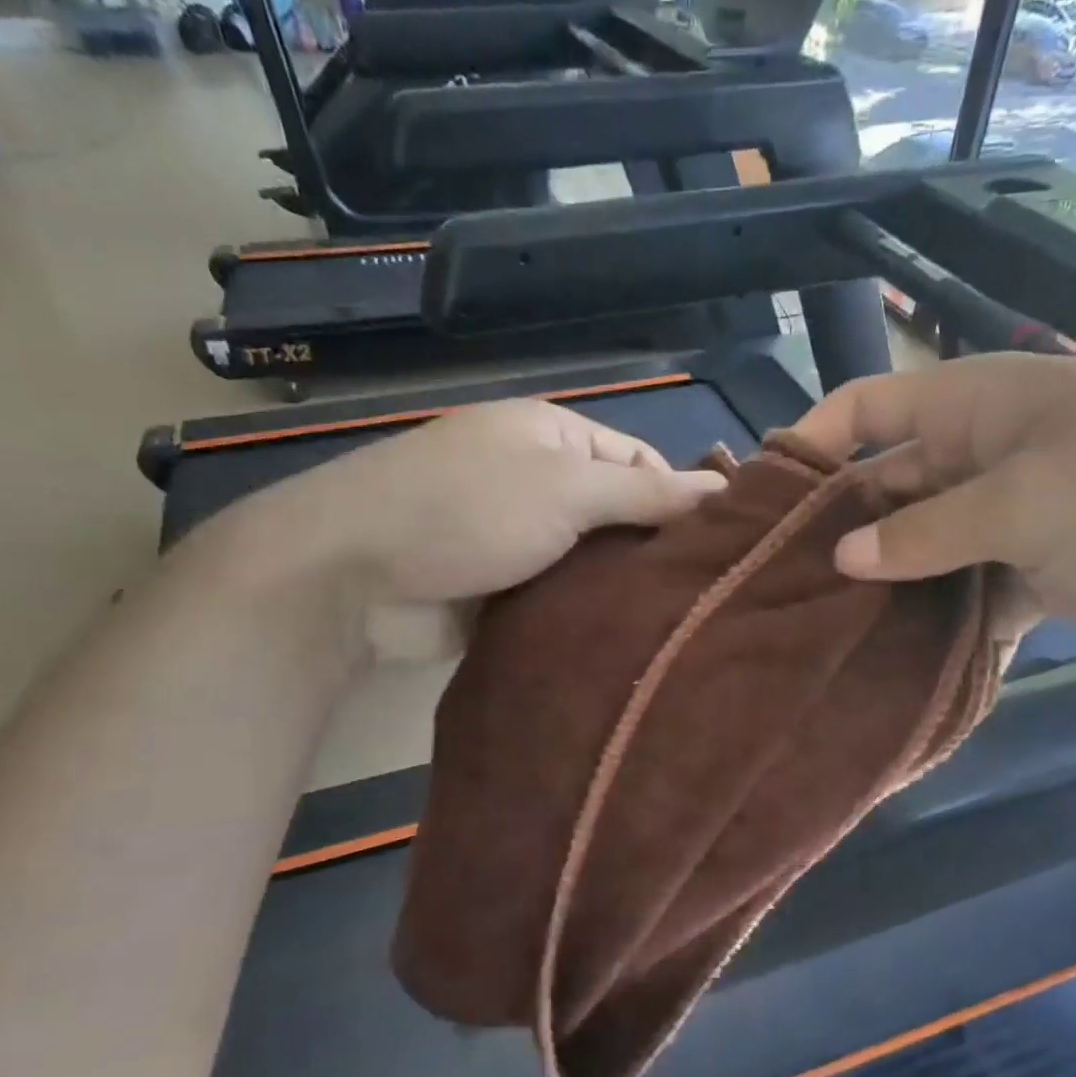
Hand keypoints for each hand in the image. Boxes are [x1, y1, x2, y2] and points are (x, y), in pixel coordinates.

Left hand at [209, 399, 725, 656]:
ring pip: (591, 561)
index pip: (641, 459)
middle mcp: (539, 480)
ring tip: (676, 627)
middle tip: (703, 599)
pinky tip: (625, 640)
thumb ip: (645, 491)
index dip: (680, 498)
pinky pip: (560, 596)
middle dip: (652, 551)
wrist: (352, 576)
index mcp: (554, 436)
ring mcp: (518, 537)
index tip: (717, 550)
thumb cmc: (465, 510)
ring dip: (620, 589)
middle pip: (618, 513)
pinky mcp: (502, 588)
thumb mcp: (566, 489)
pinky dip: (586, 614)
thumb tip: (723, 488)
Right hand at [794, 354, 1075, 659]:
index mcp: (981, 406)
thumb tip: (842, 556)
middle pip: (889, 484)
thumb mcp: (1034, 504)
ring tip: (827, 626)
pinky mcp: (1035, 571)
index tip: (762, 499)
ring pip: (923, 545)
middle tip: (786, 584)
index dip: (813, 442)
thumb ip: (931, 530)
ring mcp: (1012, 515)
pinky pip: (964, 589)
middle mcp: (986, 454)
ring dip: (886, 581)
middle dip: (842, 528)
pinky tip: (897, 654)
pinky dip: (938, 618)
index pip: (871, 406)